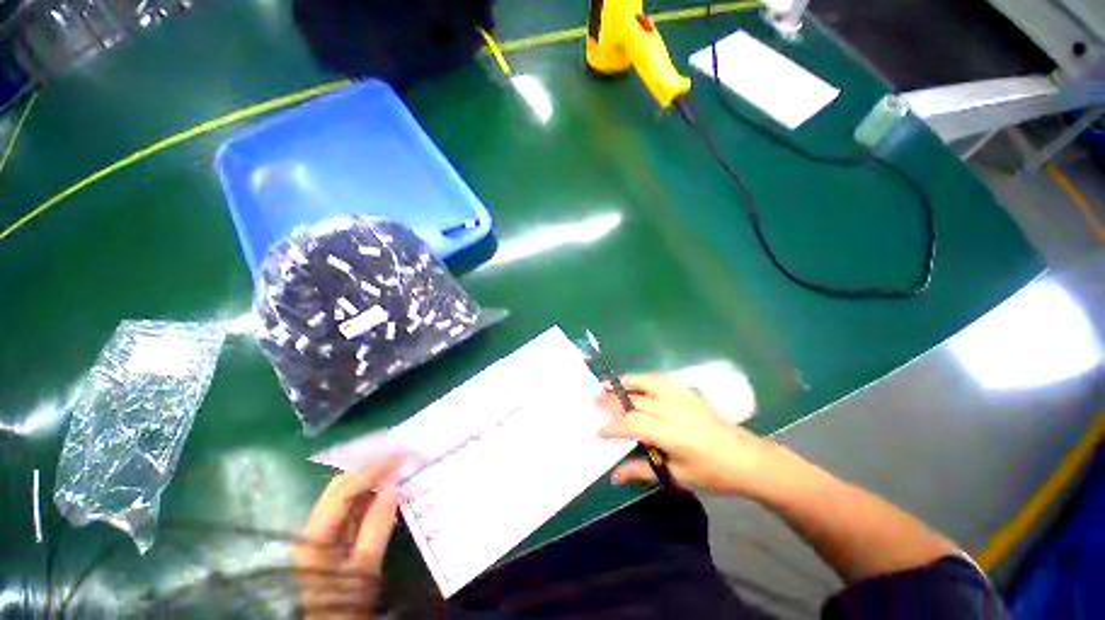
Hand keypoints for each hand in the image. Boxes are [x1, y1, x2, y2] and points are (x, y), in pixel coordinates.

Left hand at [294, 454, 405, 618]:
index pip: (343, 492)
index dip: (371, 471)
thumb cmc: (347, 602)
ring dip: (371, 476)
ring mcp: (323, 531)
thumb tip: (394, 486)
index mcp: (315, 537)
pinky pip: (353, 506)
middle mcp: (313, 528)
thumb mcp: (365, 569)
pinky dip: (371, 492)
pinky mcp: (334, 536)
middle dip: (369, 466)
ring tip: (396, 462)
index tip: (399, 456)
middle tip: (398, 453)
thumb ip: (377, 526)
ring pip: (346, 493)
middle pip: (340, 487)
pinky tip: (388, 485)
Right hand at [598, 374, 780, 497]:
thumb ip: (642, 471)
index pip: (634, 423)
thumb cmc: (713, 474)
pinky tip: (635, 381)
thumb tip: (614, 476)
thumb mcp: (677, 477)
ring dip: (625, 382)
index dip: (613, 425)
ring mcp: (683, 397)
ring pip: (648, 382)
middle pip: (636, 400)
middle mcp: (675, 410)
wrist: (747, 459)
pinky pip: (662, 379)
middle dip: (612, 400)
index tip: (597, 429)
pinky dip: (644, 378)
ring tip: (608, 383)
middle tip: (593, 399)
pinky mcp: (689, 392)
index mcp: (673, 434)